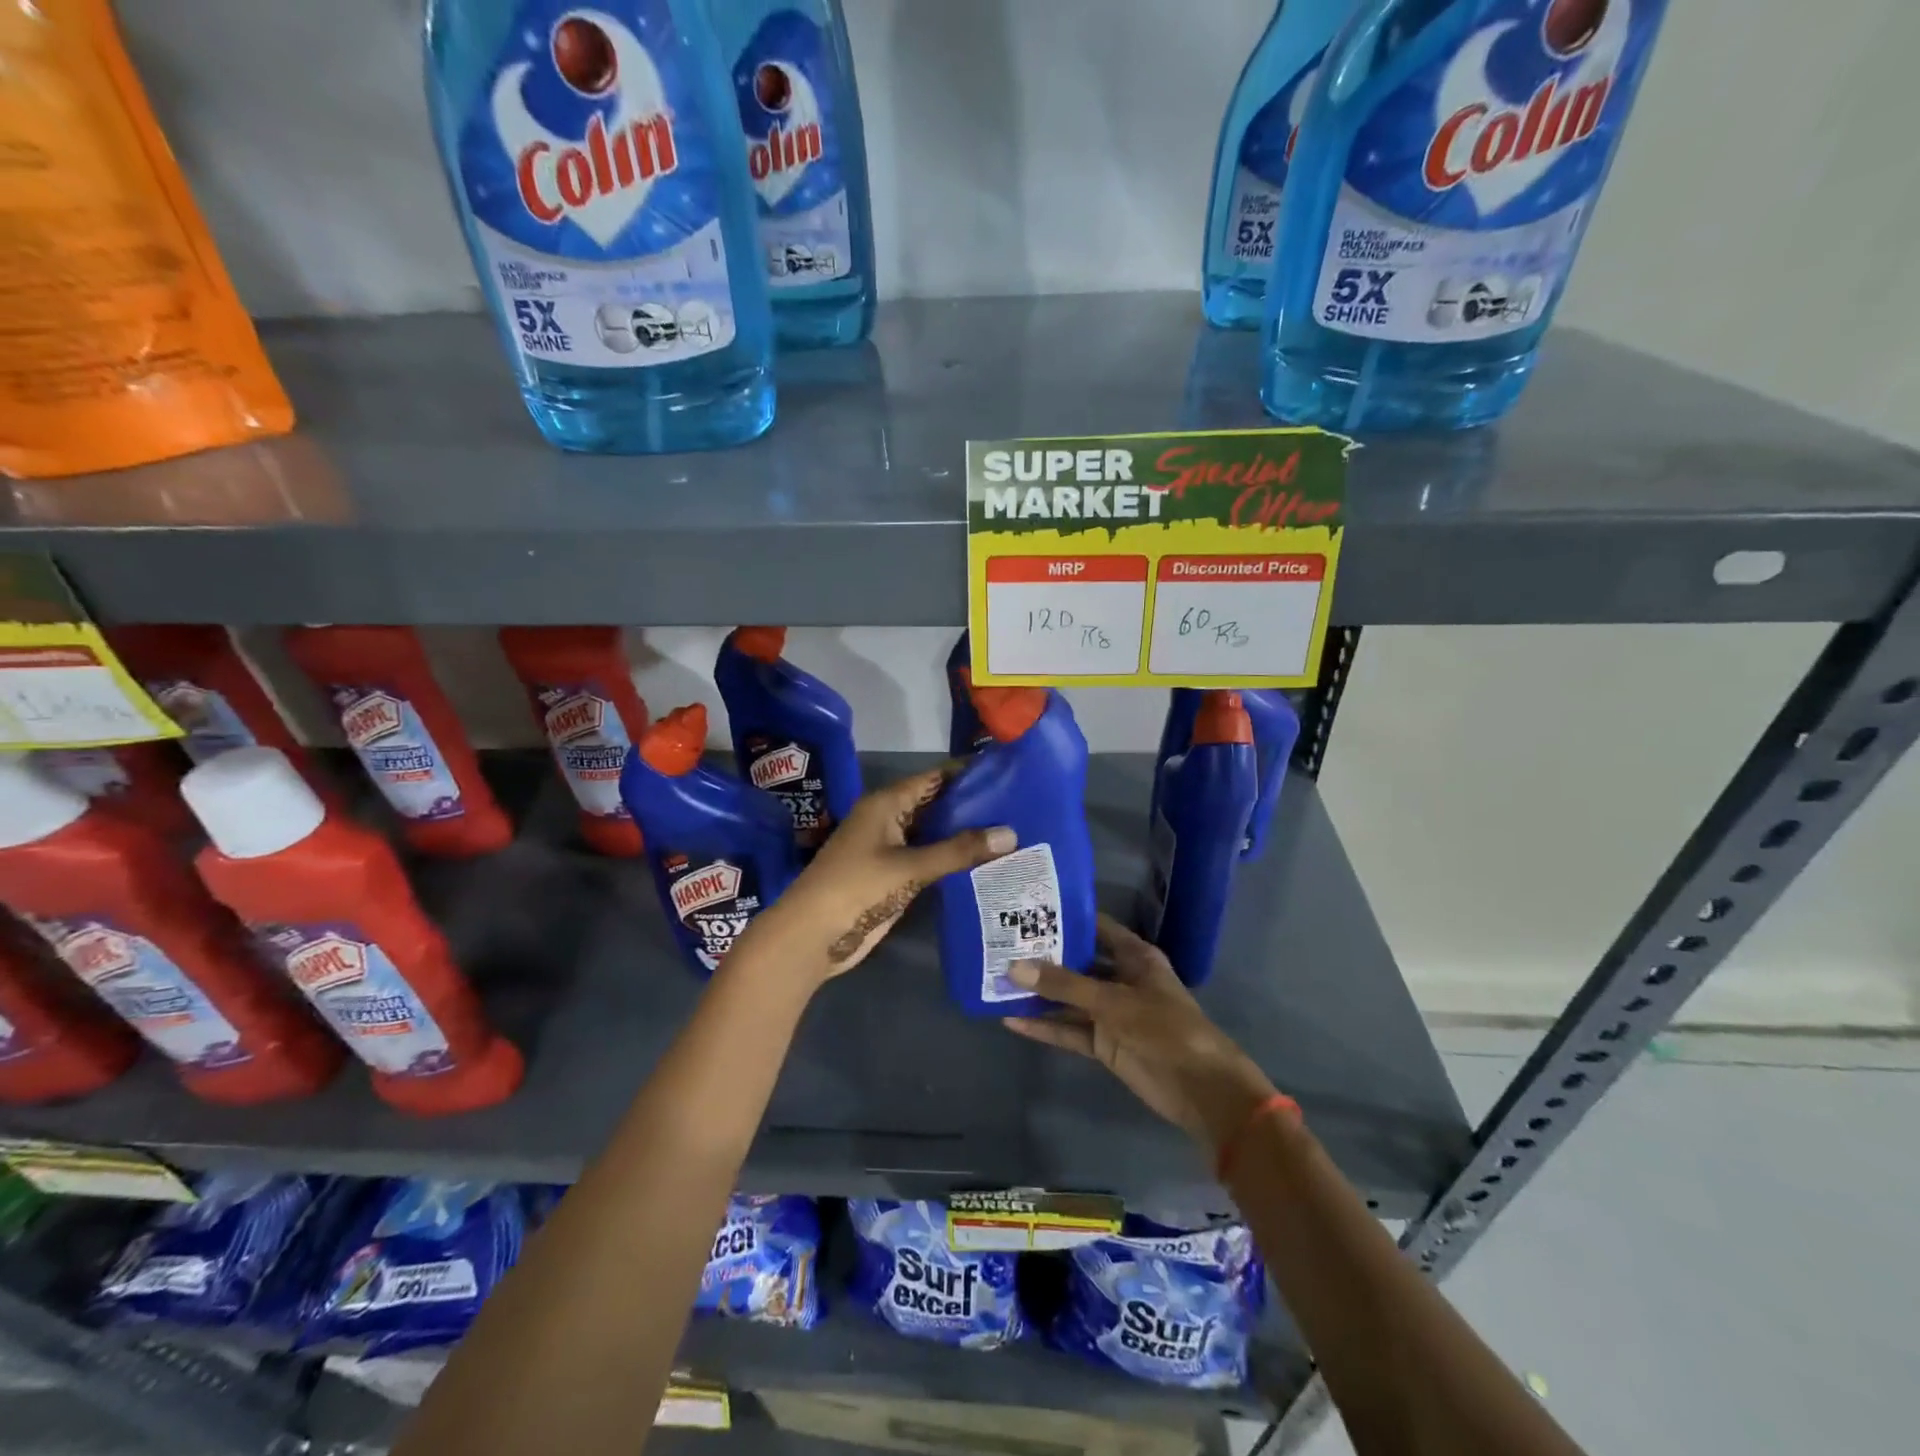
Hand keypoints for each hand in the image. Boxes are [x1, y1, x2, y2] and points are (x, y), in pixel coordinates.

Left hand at [742, 766, 1015, 986]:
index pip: (933, 778)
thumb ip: (959, 850)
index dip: (966, 773)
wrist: (812, 935)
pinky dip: (952, 859)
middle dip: (971, 805)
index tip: (1004, 772)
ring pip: (933, 833)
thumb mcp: (910, 866)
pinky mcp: (893, 876)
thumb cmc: (856, 888)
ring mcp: (890, 849)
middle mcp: (889, 820)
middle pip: (935, 805)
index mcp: (886, 804)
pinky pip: (929, 859)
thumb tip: (1011, 833)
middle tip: (1018, 805)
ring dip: (964, 834)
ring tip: (1012, 831)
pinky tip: (985, 862)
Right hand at [1003, 914, 1277, 1154]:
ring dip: (1039, 993)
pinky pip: (1069, 1029)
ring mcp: (1111, 1012)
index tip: (1026, 908)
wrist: (1201, 1089)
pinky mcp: (1104, 1043)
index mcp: (1134, 956)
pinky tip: (1012, 1020)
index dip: (1065, 917)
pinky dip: (1044, 1027)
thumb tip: (1014, 967)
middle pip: (1076, 962)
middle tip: (1001, 943)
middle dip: (1043, 956)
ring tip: (996, 980)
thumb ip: (1063, 985)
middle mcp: (1120, 978)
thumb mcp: (1112, 1001)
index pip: (1094, 926)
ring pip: (1069, 997)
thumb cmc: (1165, 1028)